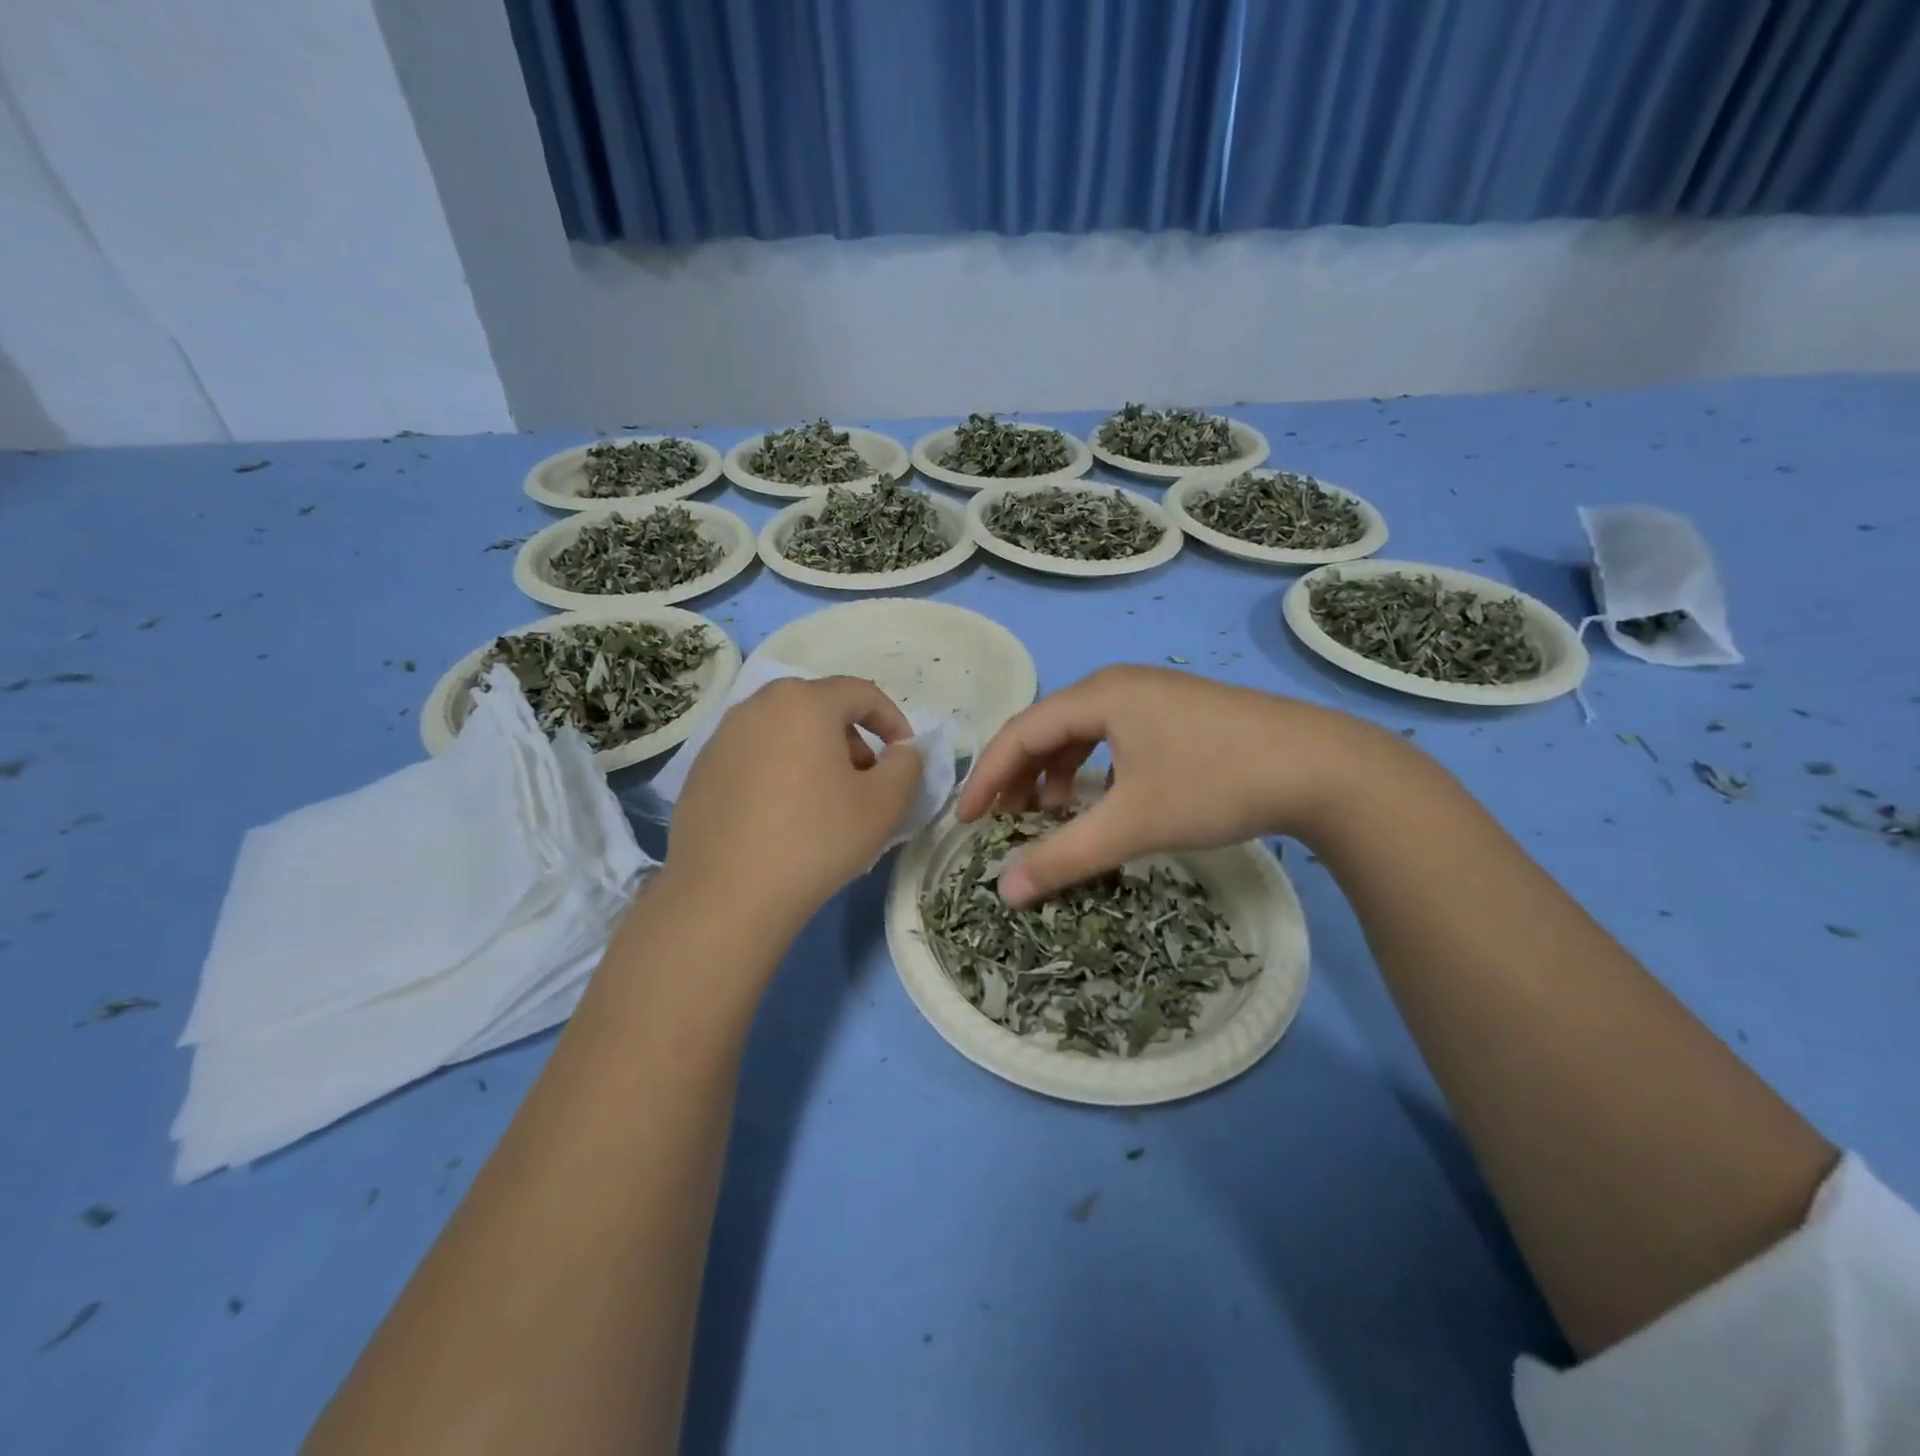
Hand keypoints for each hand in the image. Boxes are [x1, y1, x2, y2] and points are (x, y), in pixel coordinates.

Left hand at [665, 676, 922, 929]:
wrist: (726, 895)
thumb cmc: (816, 839)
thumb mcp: (884, 804)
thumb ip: (906, 765)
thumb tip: (901, 750)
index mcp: (804, 702)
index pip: (862, 693)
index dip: (893, 721)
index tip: (904, 756)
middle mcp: (757, 706)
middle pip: (819, 707)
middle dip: (852, 737)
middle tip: (865, 779)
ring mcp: (722, 737)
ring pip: (784, 731)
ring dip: (815, 754)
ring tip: (825, 800)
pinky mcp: (701, 770)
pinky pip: (754, 756)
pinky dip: (779, 771)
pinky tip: (782, 817)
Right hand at [958, 666, 1394, 904]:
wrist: (1324, 766)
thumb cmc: (1216, 784)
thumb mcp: (1133, 824)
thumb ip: (1064, 857)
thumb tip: (1005, 891)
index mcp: (1098, 695)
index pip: (1019, 733)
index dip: (986, 777)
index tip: (966, 821)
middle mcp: (1118, 684)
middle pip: (1047, 728)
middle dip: (1020, 777)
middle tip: (1006, 822)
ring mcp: (1153, 694)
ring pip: (1082, 732)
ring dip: (1056, 773)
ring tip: (1051, 815)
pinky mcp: (1179, 712)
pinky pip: (1114, 735)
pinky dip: (1093, 768)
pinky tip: (1103, 798)